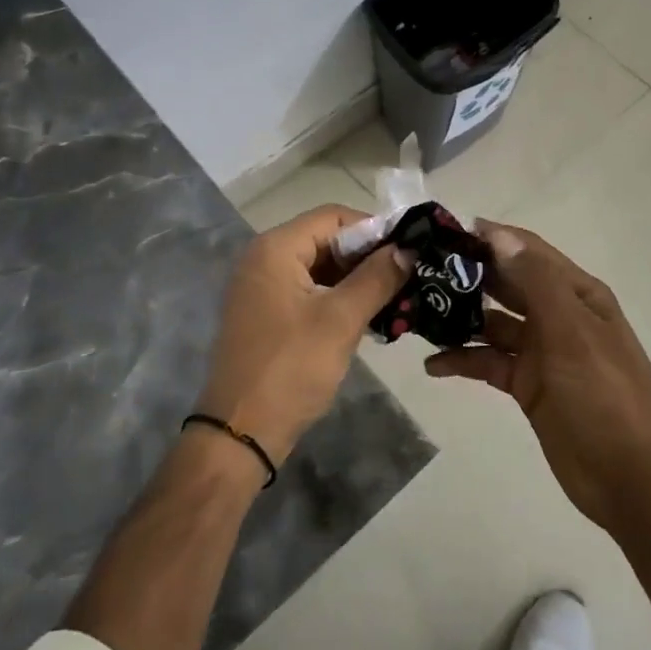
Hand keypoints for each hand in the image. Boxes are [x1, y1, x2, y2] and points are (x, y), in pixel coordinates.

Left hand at [198, 206, 410, 468]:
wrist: (240, 433)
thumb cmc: (290, 369)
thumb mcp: (340, 320)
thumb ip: (377, 277)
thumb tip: (408, 248)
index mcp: (275, 248)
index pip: (333, 216)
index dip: (375, 228)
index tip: (410, 250)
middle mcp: (264, 258)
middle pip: (326, 239)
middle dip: (368, 256)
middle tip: (408, 276)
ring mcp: (262, 287)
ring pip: (320, 267)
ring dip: (357, 279)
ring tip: (397, 297)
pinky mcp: (266, 314)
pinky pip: (309, 290)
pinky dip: (338, 297)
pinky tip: (370, 315)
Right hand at [426, 222, 650, 531]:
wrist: (627, 477)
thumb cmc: (602, 394)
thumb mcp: (571, 331)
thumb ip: (535, 281)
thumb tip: (497, 235)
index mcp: (577, 294)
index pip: (529, 251)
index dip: (492, 238)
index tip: (445, 230)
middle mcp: (558, 314)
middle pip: (508, 284)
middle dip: (469, 275)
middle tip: (420, 269)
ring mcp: (542, 351)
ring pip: (494, 324)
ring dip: (461, 318)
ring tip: (418, 314)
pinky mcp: (527, 384)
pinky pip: (490, 362)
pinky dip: (464, 360)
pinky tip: (433, 365)